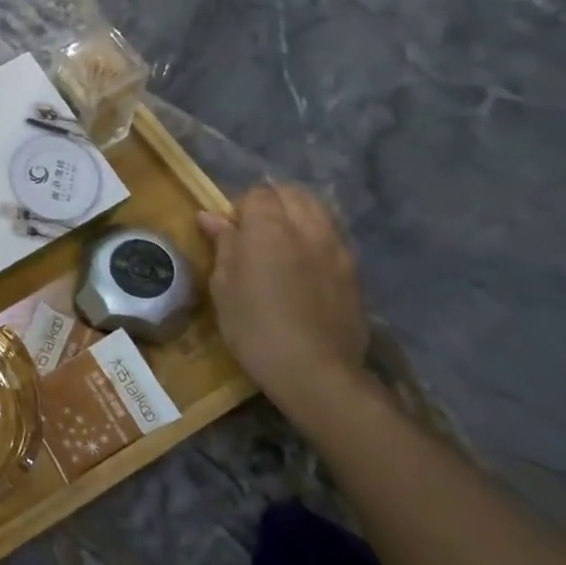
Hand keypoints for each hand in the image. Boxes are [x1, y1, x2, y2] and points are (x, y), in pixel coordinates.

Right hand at [198, 183, 368, 418]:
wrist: (315, 371)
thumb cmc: (254, 326)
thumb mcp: (224, 285)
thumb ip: (223, 244)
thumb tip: (211, 216)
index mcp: (269, 227)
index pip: (257, 193)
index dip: (240, 207)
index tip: (229, 231)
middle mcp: (307, 227)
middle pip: (293, 194)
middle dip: (273, 203)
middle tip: (255, 232)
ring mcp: (336, 248)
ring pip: (318, 211)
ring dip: (298, 216)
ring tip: (282, 245)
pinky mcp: (354, 272)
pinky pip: (333, 238)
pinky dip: (317, 239)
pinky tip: (305, 267)